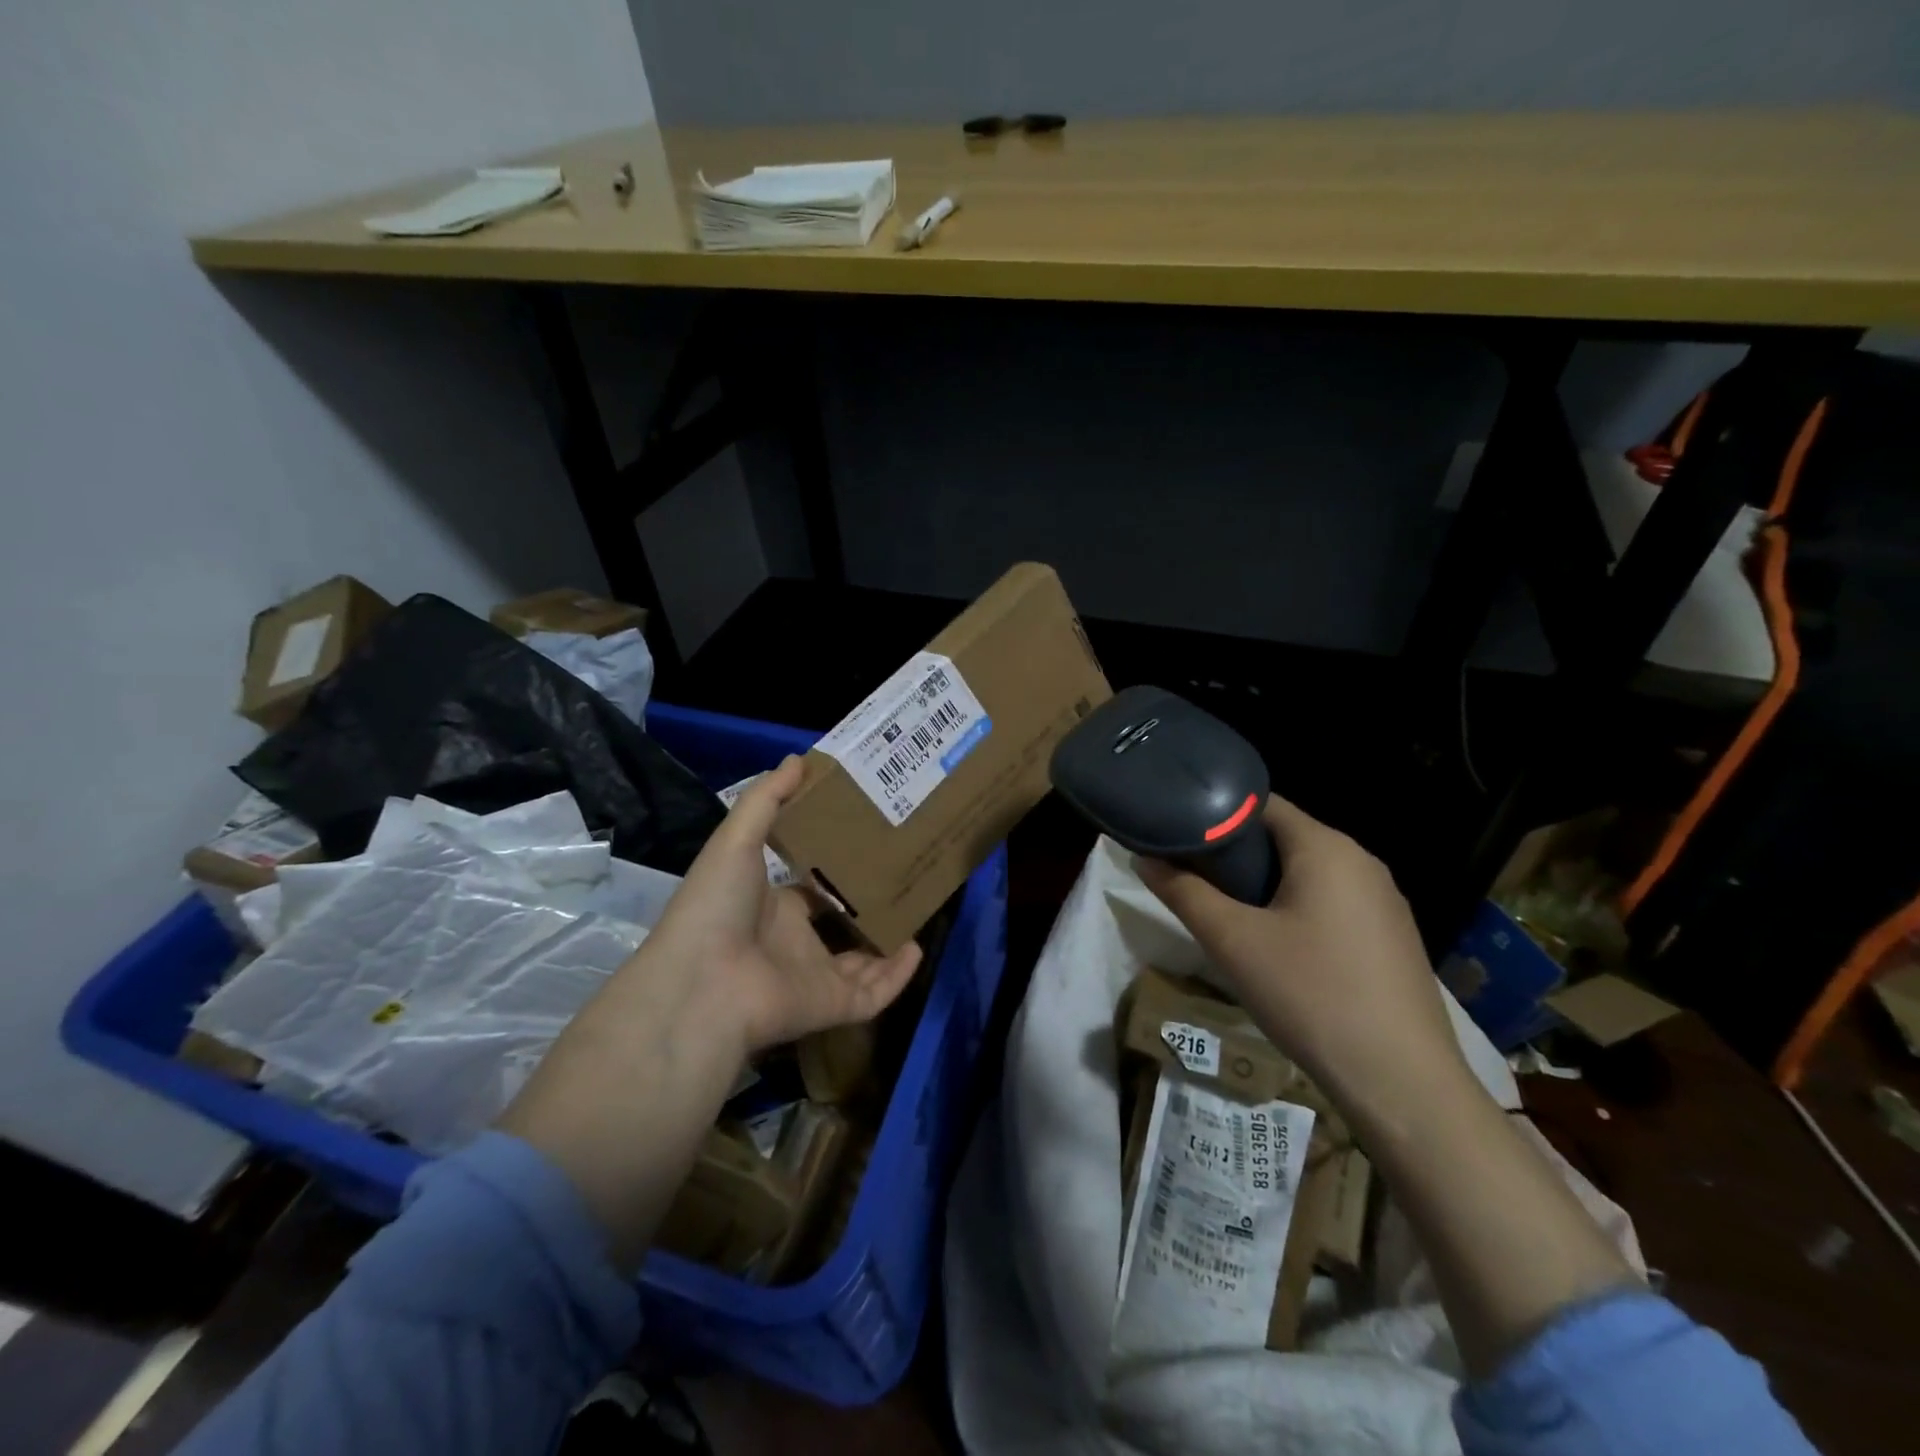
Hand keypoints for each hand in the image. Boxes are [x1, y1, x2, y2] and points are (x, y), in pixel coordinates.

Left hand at [648, 755, 923, 1057]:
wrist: (701, 983)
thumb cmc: (716, 905)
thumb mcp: (736, 839)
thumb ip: (766, 800)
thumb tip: (797, 758)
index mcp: (774, 908)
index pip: (811, 890)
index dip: (837, 870)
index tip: (870, 845)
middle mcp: (796, 943)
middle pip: (841, 927)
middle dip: (870, 908)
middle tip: (906, 876)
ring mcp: (814, 978)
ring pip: (863, 964)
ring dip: (890, 944)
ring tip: (920, 913)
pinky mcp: (831, 1006)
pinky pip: (874, 995)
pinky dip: (897, 977)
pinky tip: (918, 950)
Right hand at [1136, 795, 1470, 1116]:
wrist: (1403, 1084)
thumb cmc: (1311, 995)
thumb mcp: (1232, 942)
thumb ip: (1184, 893)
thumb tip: (1143, 858)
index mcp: (1326, 848)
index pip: (1261, 804)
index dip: (1215, 814)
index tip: (1179, 835)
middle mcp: (1362, 862)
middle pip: (1284, 837)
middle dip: (1236, 854)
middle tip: (1194, 880)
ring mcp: (1384, 901)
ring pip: (1308, 873)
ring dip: (1265, 885)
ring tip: (1227, 914)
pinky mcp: (1392, 937)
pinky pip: (1333, 903)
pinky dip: (1297, 909)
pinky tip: (1278, 949)